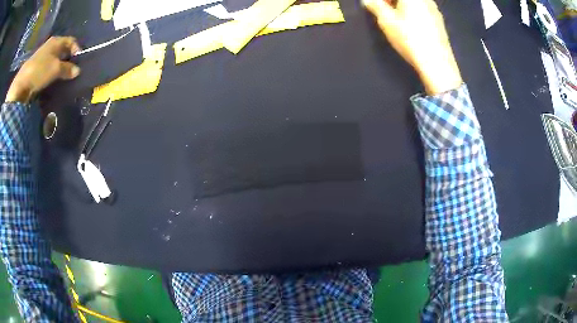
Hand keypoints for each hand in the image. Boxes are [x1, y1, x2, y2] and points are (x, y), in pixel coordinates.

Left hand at [5, 36, 81, 102]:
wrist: (21, 84)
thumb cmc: (40, 71)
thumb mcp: (56, 69)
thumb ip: (67, 69)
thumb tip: (77, 71)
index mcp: (56, 41)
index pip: (71, 41)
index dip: (76, 49)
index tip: (79, 62)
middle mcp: (50, 46)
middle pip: (62, 50)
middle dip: (67, 60)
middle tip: (71, 71)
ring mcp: (42, 56)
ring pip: (55, 59)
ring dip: (59, 68)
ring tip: (62, 78)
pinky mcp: (36, 67)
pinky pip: (47, 68)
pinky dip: (51, 73)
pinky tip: (51, 81)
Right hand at [363, 0, 462, 94]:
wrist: (436, 63)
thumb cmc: (409, 38)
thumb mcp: (386, 21)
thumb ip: (375, 5)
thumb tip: (367, 0)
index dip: (382, 0)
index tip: (375, 6)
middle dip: (392, 2)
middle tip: (384, 11)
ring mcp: (434, 9)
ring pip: (414, 3)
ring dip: (402, 6)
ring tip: (396, 20)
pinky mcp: (439, 21)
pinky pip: (422, 10)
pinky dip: (413, 13)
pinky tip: (410, 27)